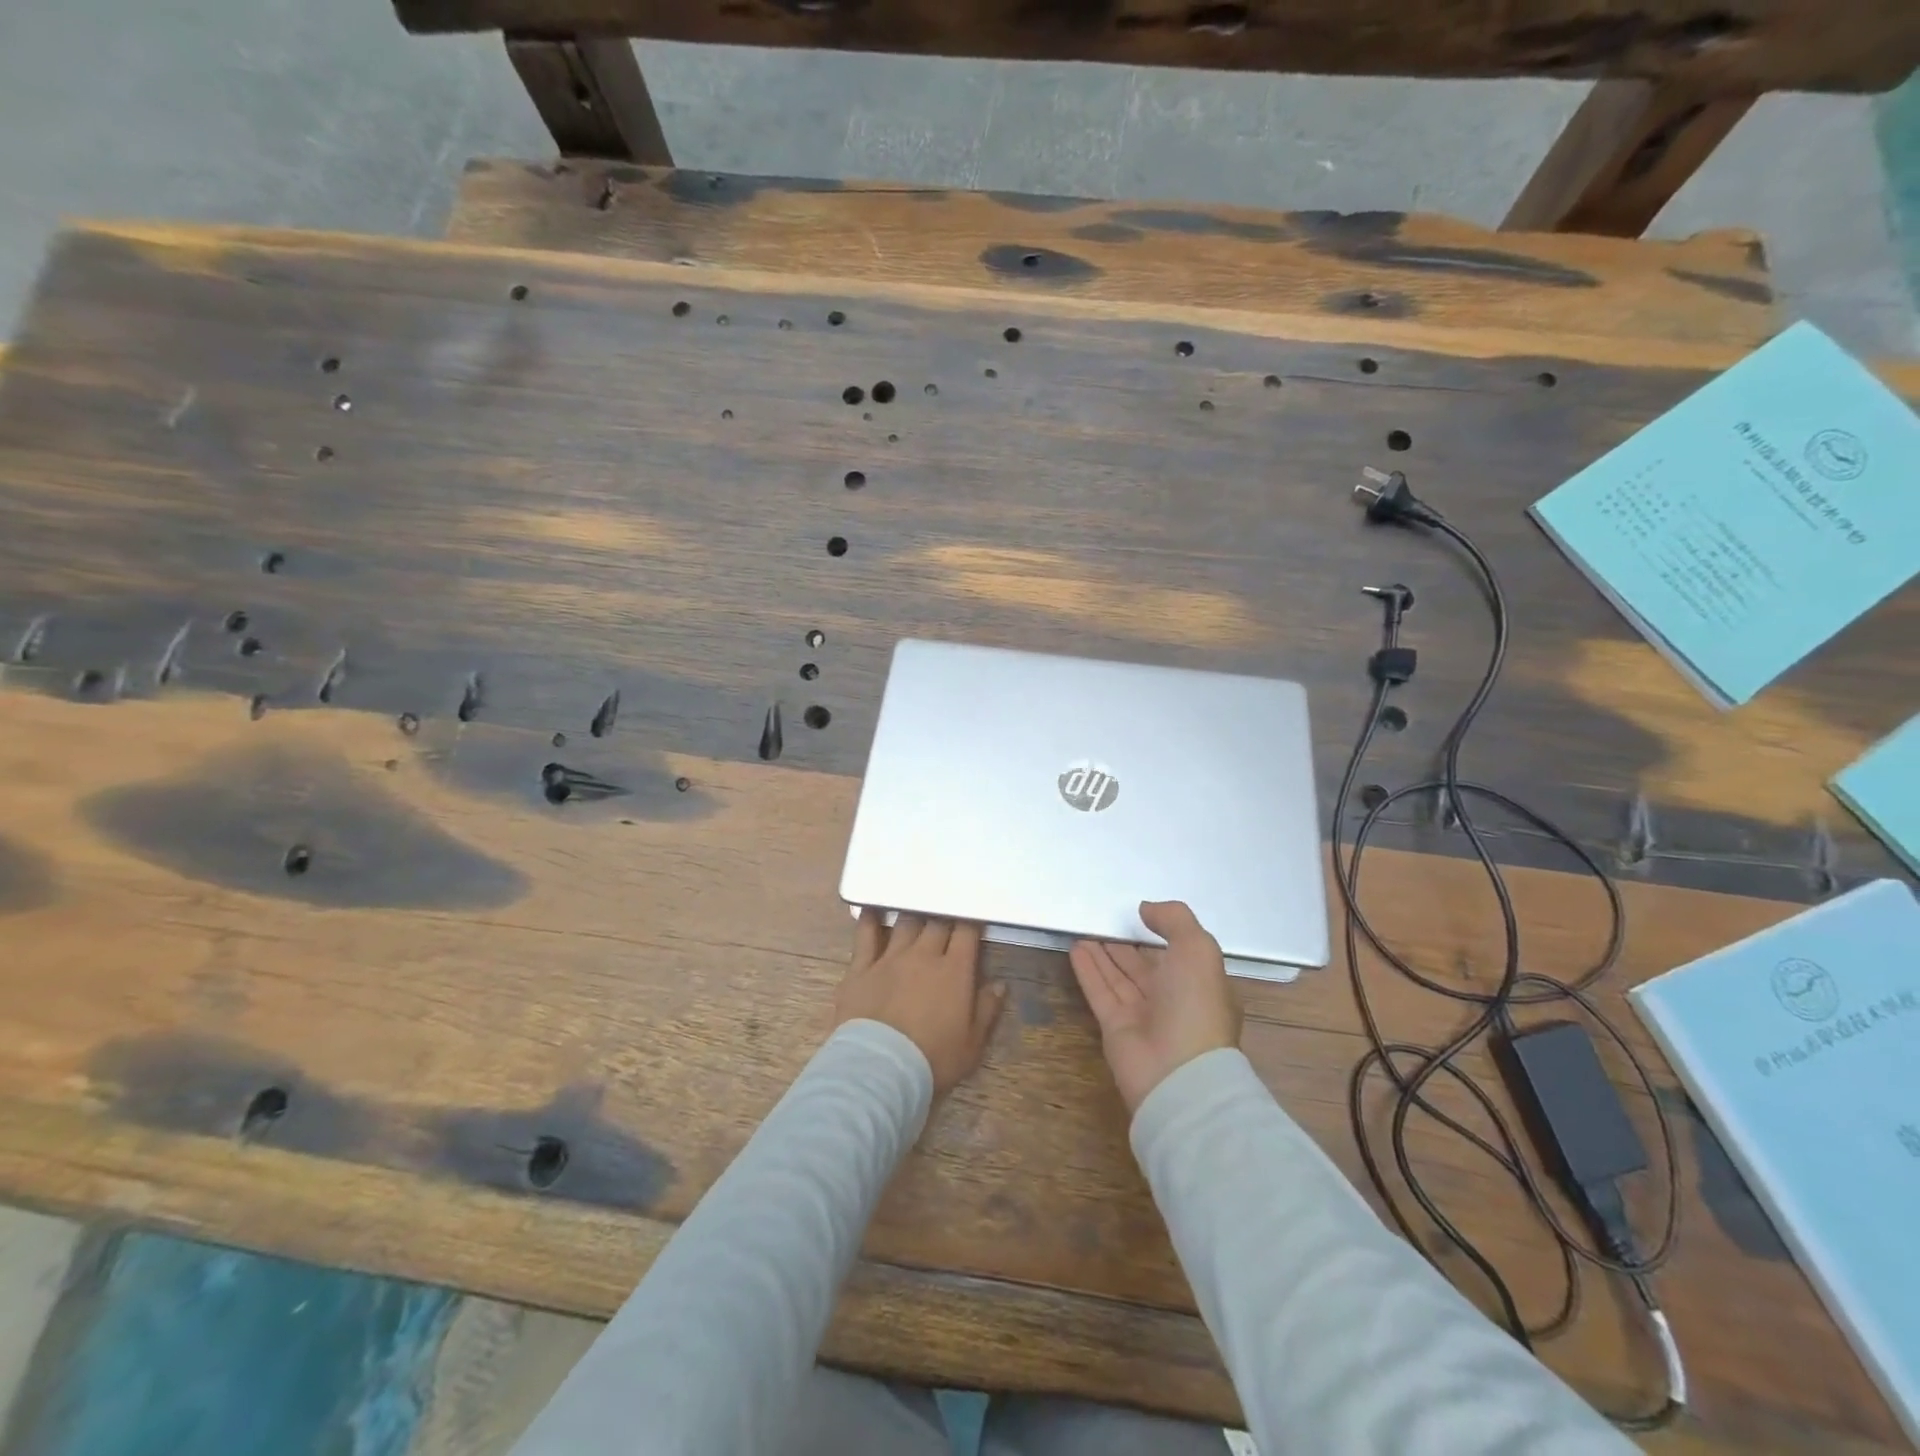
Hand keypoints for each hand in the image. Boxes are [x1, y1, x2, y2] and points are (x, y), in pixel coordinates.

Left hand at [835, 911, 1006, 1096]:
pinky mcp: (861, 967)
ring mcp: (890, 958)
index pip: (967, 932)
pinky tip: (871, 910)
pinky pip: (865, 935)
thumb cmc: (932, 1060)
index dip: (971, 922)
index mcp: (954, 970)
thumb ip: (987, 1010)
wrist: (880, 1068)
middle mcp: (923, 955)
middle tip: (946, 919)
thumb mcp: (972, 1044)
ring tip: (916, 913)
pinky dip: (869, 920)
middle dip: (944, 918)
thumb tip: (999, 984)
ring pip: (905, 923)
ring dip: (913, 917)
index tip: (973, 921)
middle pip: (937, 922)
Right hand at [1069, 901, 1241, 1114]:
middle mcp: (1173, 1001)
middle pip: (1144, 966)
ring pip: (1119, 977)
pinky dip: (1088, 970)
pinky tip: (1075, 948)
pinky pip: (1100, 991)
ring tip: (1084, 928)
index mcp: (1201, 985)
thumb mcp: (1198, 950)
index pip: (1178, 955)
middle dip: (1126, 944)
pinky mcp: (1116, 1028)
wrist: (1178, 1075)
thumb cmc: (1196, 1006)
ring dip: (1102, 953)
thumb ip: (1174, 921)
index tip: (1139, 914)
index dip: (1160, 934)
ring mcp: (1144, 1016)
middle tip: (1104, 919)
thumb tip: (1145, 909)